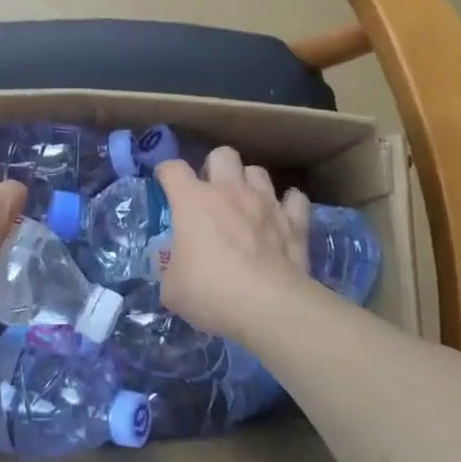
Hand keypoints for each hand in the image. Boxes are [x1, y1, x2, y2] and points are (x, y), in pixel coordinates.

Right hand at [154, 147, 311, 338]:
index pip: (173, 169)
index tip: (164, 184)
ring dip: (249, 182)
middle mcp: (230, 191)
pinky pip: (295, 199)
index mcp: (192, 201)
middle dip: (214, 167)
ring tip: (245, 203)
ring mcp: (266, 203)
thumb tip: (172, 267)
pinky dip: (288, 205)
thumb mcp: (172, 288)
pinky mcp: (295, 222)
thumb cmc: (210, 292)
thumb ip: (169, 269)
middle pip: (222, 155)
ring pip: (258, 171)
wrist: (268, 307)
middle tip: (210, 193)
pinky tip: (282, 216)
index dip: (166, 173)